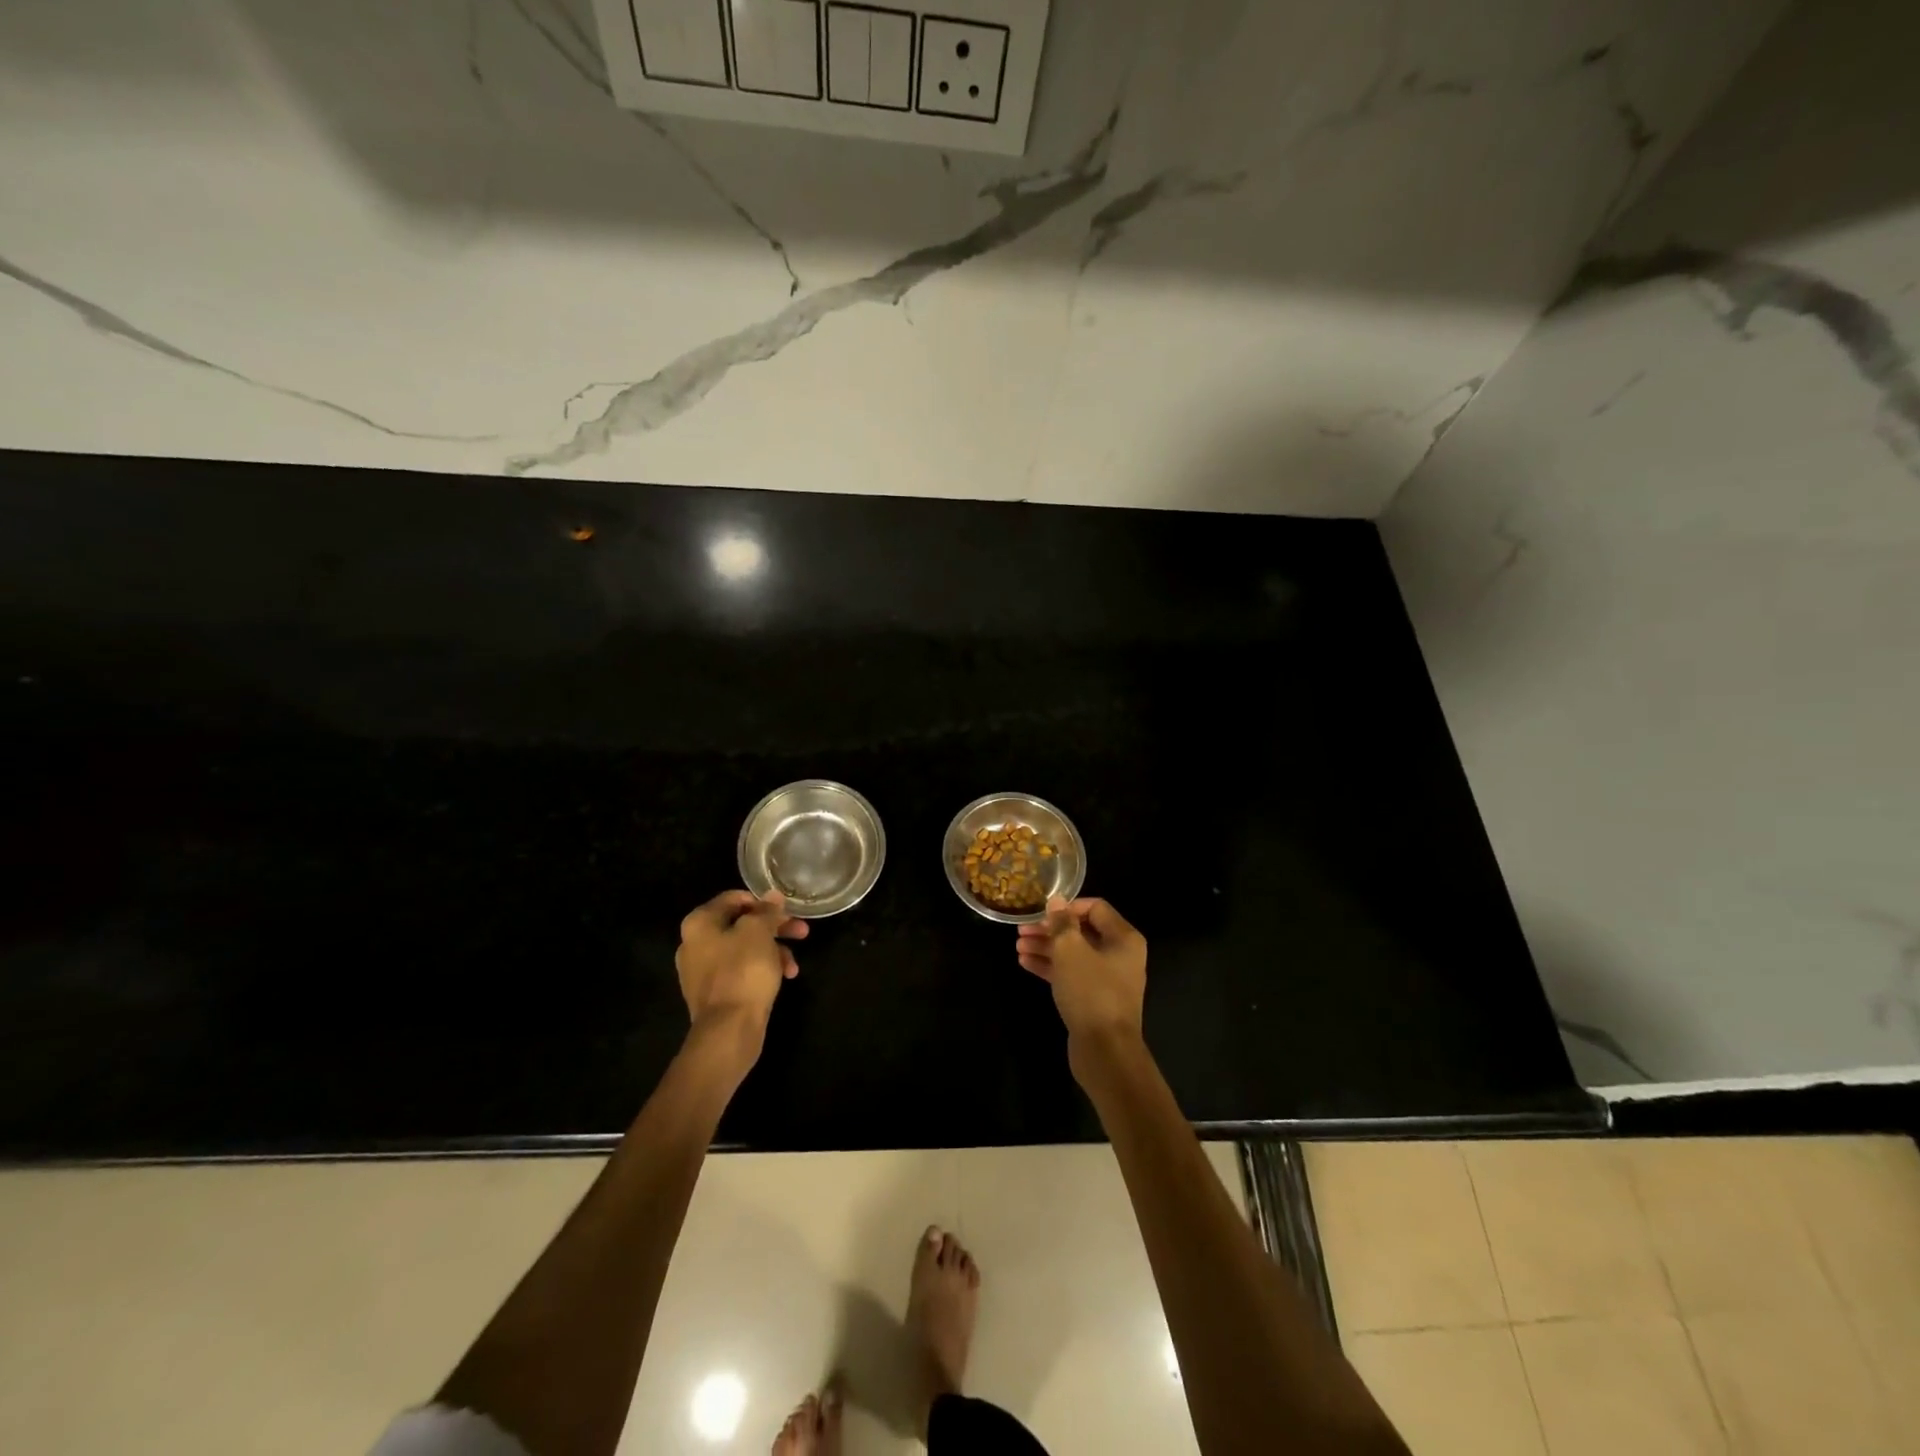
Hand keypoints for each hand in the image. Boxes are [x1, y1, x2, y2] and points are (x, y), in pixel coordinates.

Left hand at [675, 890, 807, 1065]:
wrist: (728, 1030)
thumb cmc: (742, 971)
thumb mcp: (759, 932)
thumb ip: (767, 911)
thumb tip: (773, 896)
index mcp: (699, 923)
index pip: (733, 898)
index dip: (763, 901)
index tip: (786, 910)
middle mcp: (695, 943)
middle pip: (741, 924)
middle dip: (775, 928)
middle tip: (802, 931)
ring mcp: (702, 971)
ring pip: (745, 949)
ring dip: (773, 951)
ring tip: (794, 964)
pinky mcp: (715, 993)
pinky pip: (741, 971)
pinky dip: (762, 970)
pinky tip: (784, 978)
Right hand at [1016, 896, 1147, 1063]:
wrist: (1105, 1051)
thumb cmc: (1091, 992)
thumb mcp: (1071, 951)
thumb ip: (1062, 923)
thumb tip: (1056, 900)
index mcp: (1123, 938)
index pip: (1095, 908)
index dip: (1067, 907)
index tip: (1042, 913)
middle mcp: (1119, 955)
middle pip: (1082, 931)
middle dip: (1051, 929)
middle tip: (1022, 931)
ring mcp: (1107, 978)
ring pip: (1074, 954)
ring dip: (1046, 947)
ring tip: (1018, 947)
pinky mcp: (1094, 999)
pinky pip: (1071, 974)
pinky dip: (1051, 967)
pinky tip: (1025, 963)